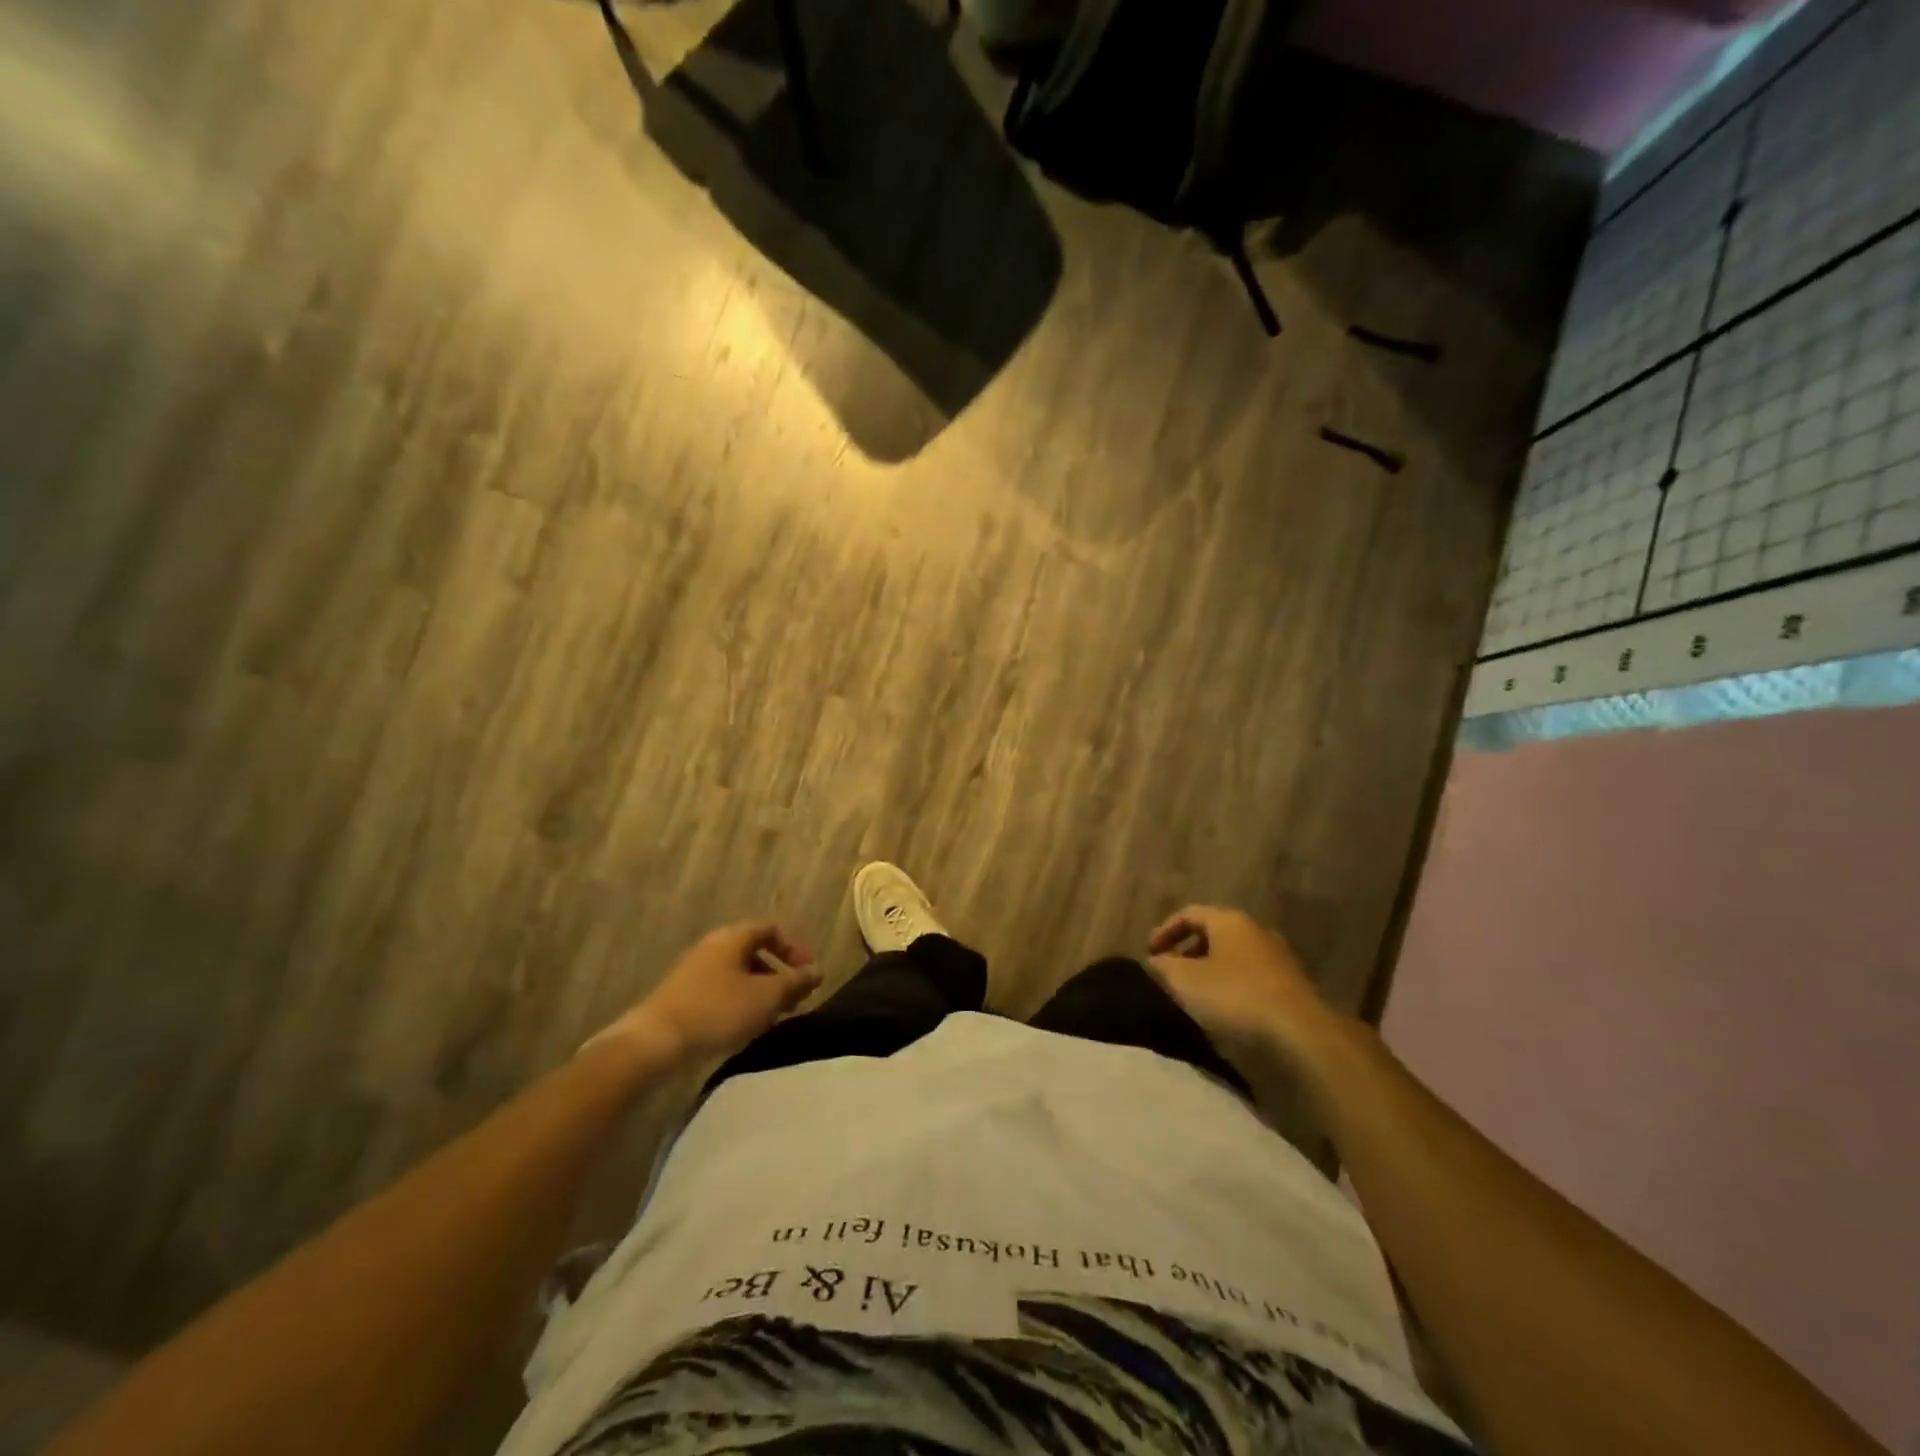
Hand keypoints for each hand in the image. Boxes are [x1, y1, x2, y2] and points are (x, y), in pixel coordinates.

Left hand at [600, 922, 821, 1066]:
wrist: (655, 1042)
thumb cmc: (718, 1011)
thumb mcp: (766, 997)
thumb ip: (795, 982)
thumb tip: (817, 971)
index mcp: (732, 937)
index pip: (771, 929)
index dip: (794, 949)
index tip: (807, 975)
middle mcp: (712, 946)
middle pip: (754, 951)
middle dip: (778, 973)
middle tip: (794, 999)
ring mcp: (693, 970)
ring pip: (737, 973)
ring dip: (759, 990)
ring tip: (771, 1017)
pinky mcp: (681, 995)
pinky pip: (720, 989)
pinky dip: (738, 1001)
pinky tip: (742, 1026)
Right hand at [1146, 905, 1347, 1077]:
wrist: (1300, 1035)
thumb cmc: (1234, 996)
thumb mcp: (1184, 981)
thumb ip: (1163, 966)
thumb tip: (1156, 961)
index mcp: (1230, 921)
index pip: (1190, 913)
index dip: (1165, 930)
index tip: (1149, 953)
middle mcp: (1256, 932)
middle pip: (1215, 934)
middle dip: (1188, 951)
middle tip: (1171, 973)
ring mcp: (1278, 960)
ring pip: (1234, 958)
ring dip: (1211, 971)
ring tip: (1195, 995)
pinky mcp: (1291, 988)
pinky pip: (1251, 979)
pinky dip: (1232, 988)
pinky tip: (1224, 1011)